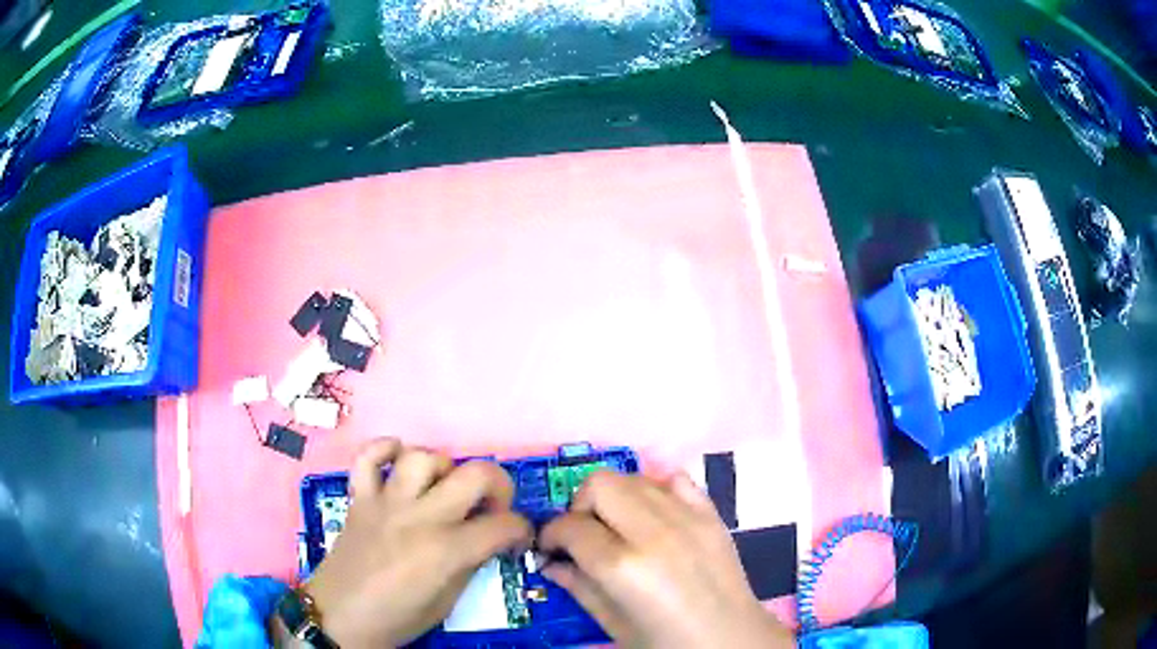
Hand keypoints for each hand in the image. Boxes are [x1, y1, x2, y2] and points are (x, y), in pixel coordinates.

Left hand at [300, 438, 532, 647]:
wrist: (340, 616)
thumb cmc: (397, 618)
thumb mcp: (446, 603)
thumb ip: (470, 565)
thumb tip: (488, 542)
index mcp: (446, 551)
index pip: (503, 525)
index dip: (521, 529)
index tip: (517, 538)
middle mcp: (420, 517)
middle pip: (475, 475)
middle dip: (499, 485)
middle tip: (493, 506)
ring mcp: (386, 502)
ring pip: (423, 457)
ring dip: (443, 469)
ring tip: (443, 489)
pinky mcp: (359, 497)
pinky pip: (369, 456)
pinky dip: (385, 449)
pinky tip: (398, 460)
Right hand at [539, 472, 792, 648]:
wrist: (733, 640)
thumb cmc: (667, 643)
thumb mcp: (614, 624)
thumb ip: (578, 588)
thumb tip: (550, 563)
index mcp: (624, 567)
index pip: (570, 526)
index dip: (550, 535)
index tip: (549, 548)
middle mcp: (655, 532)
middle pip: (600, 484)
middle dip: (580, 506)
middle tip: (584, 536)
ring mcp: (688, 517)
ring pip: (634, 477)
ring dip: (615, 499)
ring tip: (618, 529)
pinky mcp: (711, 514)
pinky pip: (674, 480)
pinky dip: (656, 491)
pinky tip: (655, 520)